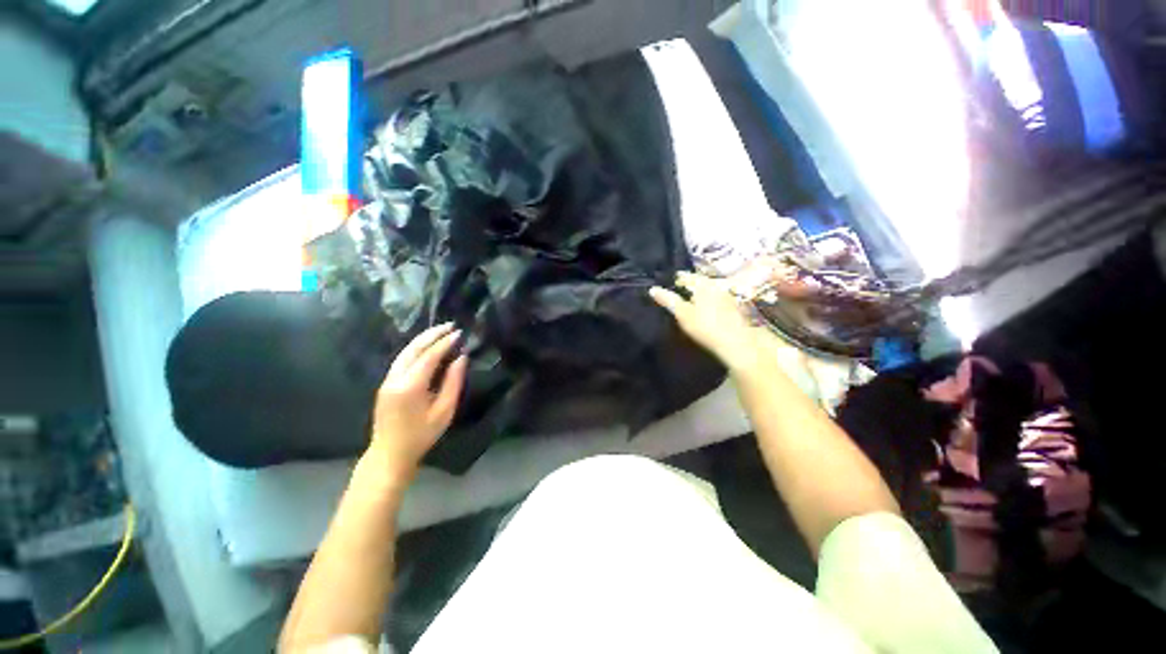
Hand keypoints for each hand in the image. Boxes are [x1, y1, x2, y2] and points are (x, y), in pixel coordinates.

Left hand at [364, 323, 467, 482]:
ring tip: (440, 331)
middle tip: (450, 325)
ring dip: (423, 339)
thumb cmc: (422, 435)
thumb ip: (453, 382)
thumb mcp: (444, 411)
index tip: (459, 333)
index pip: (429, 356)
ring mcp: (387, 380)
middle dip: (432, 334)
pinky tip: (426, 346)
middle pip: (414, 348)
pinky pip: (402, 359)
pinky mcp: (386, 383)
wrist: (389, 453)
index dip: (445, 343)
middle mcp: (395, 378)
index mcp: (410, 386)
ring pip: (405, 351)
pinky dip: (415, 348)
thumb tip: (461, 358)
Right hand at [649, 272, 758, 372]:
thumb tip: (652, 289)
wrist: (737, 344)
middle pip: (700, 281)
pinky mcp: (735, 307)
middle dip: (689, 285)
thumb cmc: (706, 327)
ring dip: (700, 292)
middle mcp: (717, 286)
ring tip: (690, 300)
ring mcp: (728, 296)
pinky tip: (706, 309)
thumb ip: (668, 300)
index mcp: (703, 285)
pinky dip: (709, 300)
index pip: (686, 276)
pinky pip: (717, 298)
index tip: (668, 284)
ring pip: (710, 289)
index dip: (676, 279)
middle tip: (678, 291)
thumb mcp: (683, 314)